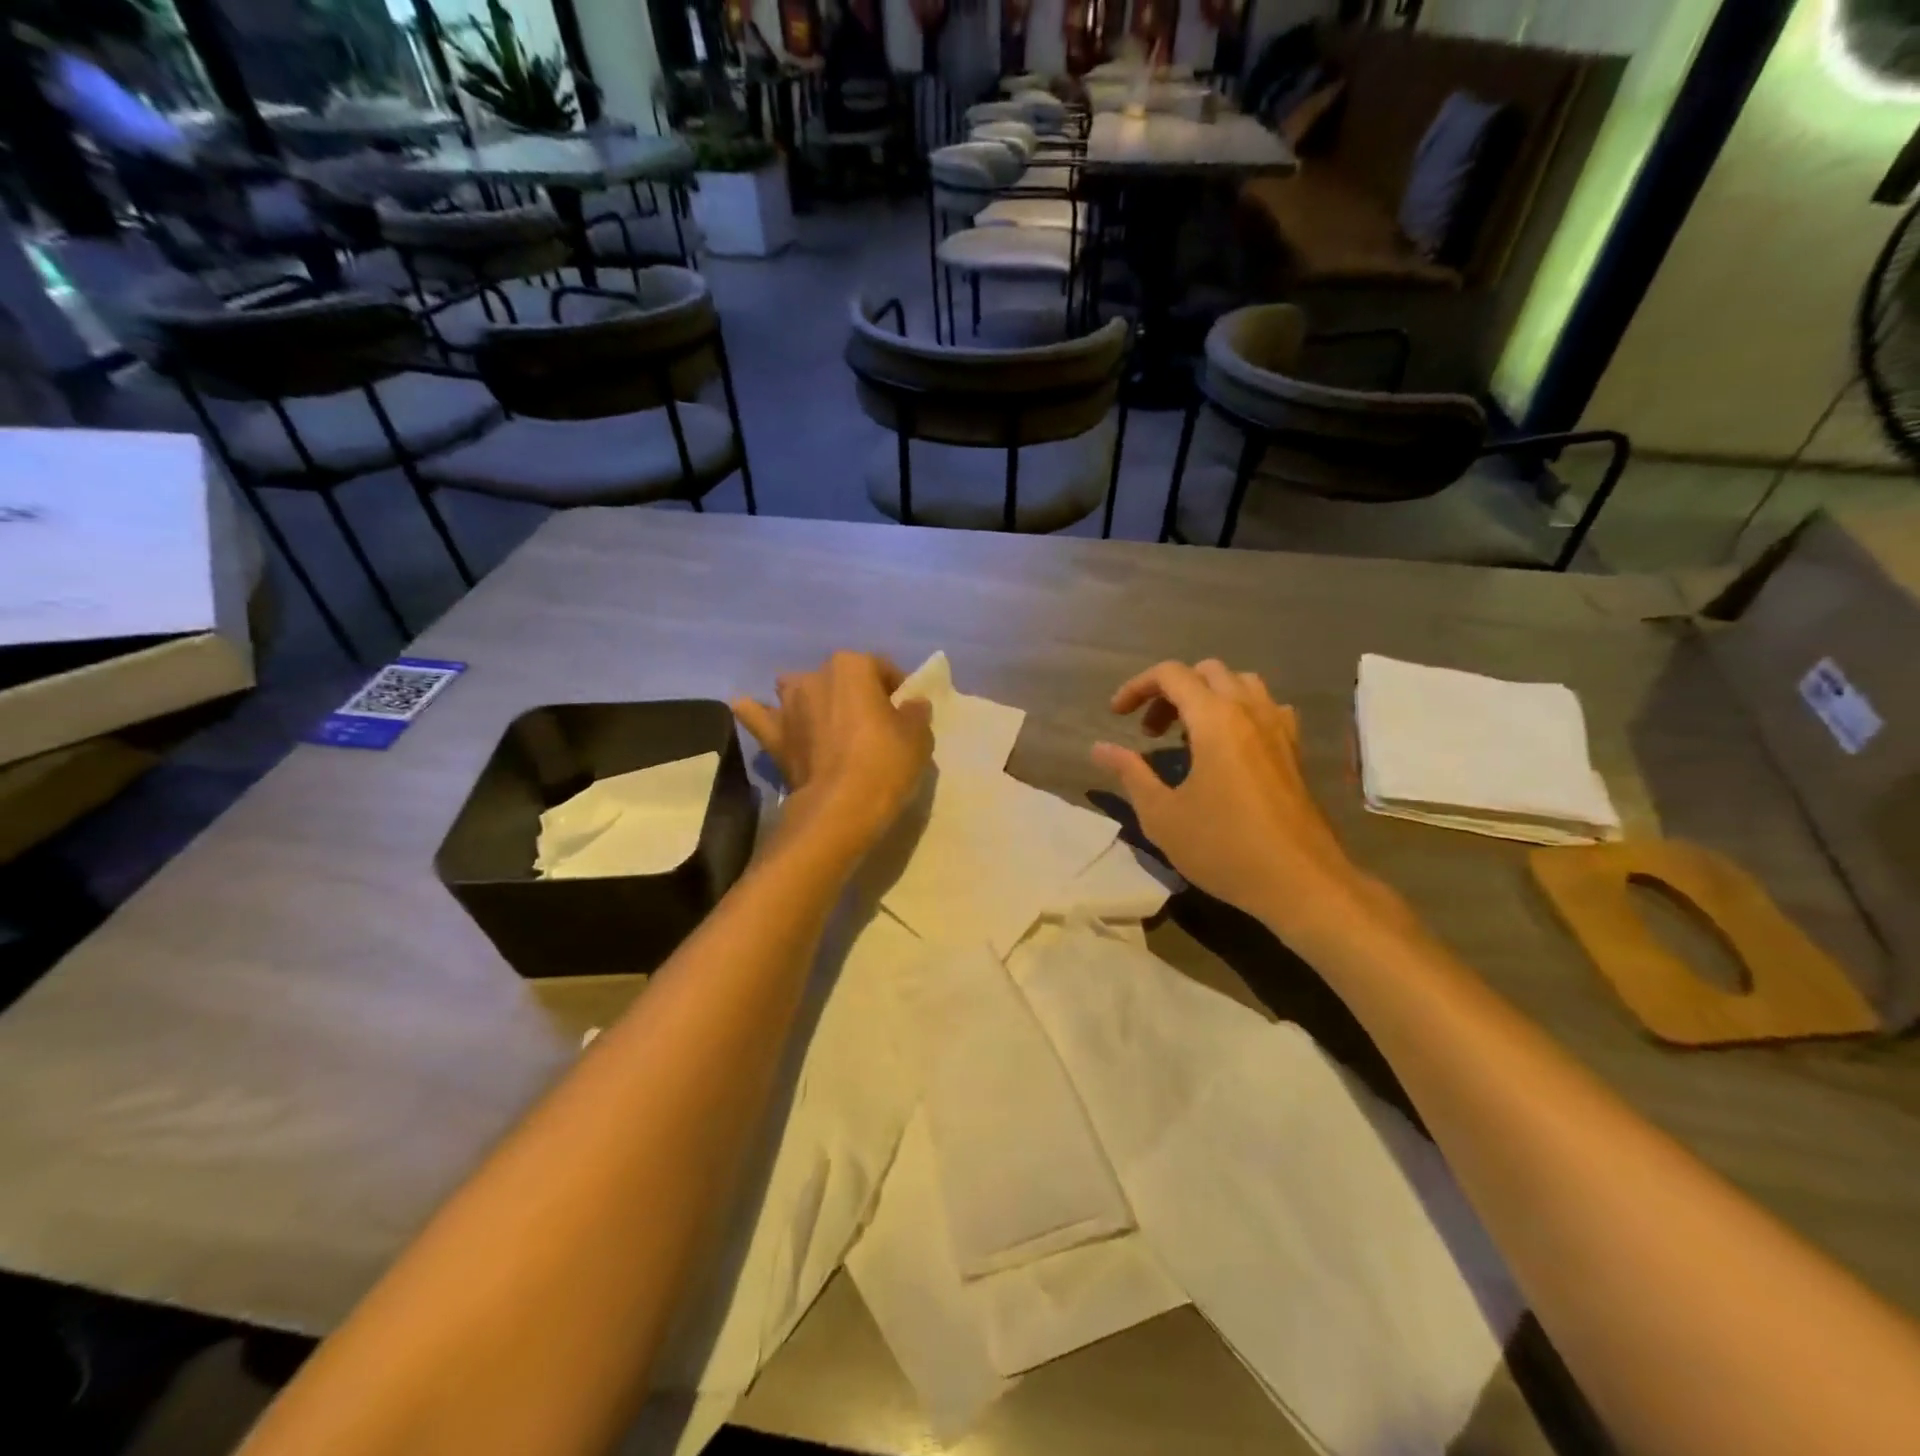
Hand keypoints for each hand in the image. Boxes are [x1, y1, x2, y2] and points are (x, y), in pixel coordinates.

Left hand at [734, 652, 933, 861]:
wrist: (840, 808)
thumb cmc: (885, 763)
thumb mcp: (919, 737)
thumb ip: (915, 713)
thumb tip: (912, 705)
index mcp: (853, 666)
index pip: (881, 668)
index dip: (896, 689)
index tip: (904, 712)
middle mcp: (815, 676)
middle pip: (839, 678)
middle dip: (853, 694)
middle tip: (870, 724)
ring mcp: (788, 705)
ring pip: (796, 689)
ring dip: (809, 699)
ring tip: (824, 722)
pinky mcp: (773, 735)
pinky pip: (758, 715)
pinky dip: (759, 713)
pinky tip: (758, 713)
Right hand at [1092, 660, 1404, 944]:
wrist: (1300, 882)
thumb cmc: (1224, 847)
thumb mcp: (1162, 815)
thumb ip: (1129, 773)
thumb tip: (1099, 748)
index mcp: (1216, 720)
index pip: (1171, 675)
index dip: (1137, 687)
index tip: (1116, 716)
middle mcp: (1250, 712)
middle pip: (1206, 672)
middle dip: (1170, 691)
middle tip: (1149, 730)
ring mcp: (1278, 729)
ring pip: (1241, 683)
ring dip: (1207, 696)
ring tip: (1187, 733)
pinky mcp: (1294, 751)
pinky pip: (1266, 708)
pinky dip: (1240, 711)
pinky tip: (1229, 746)